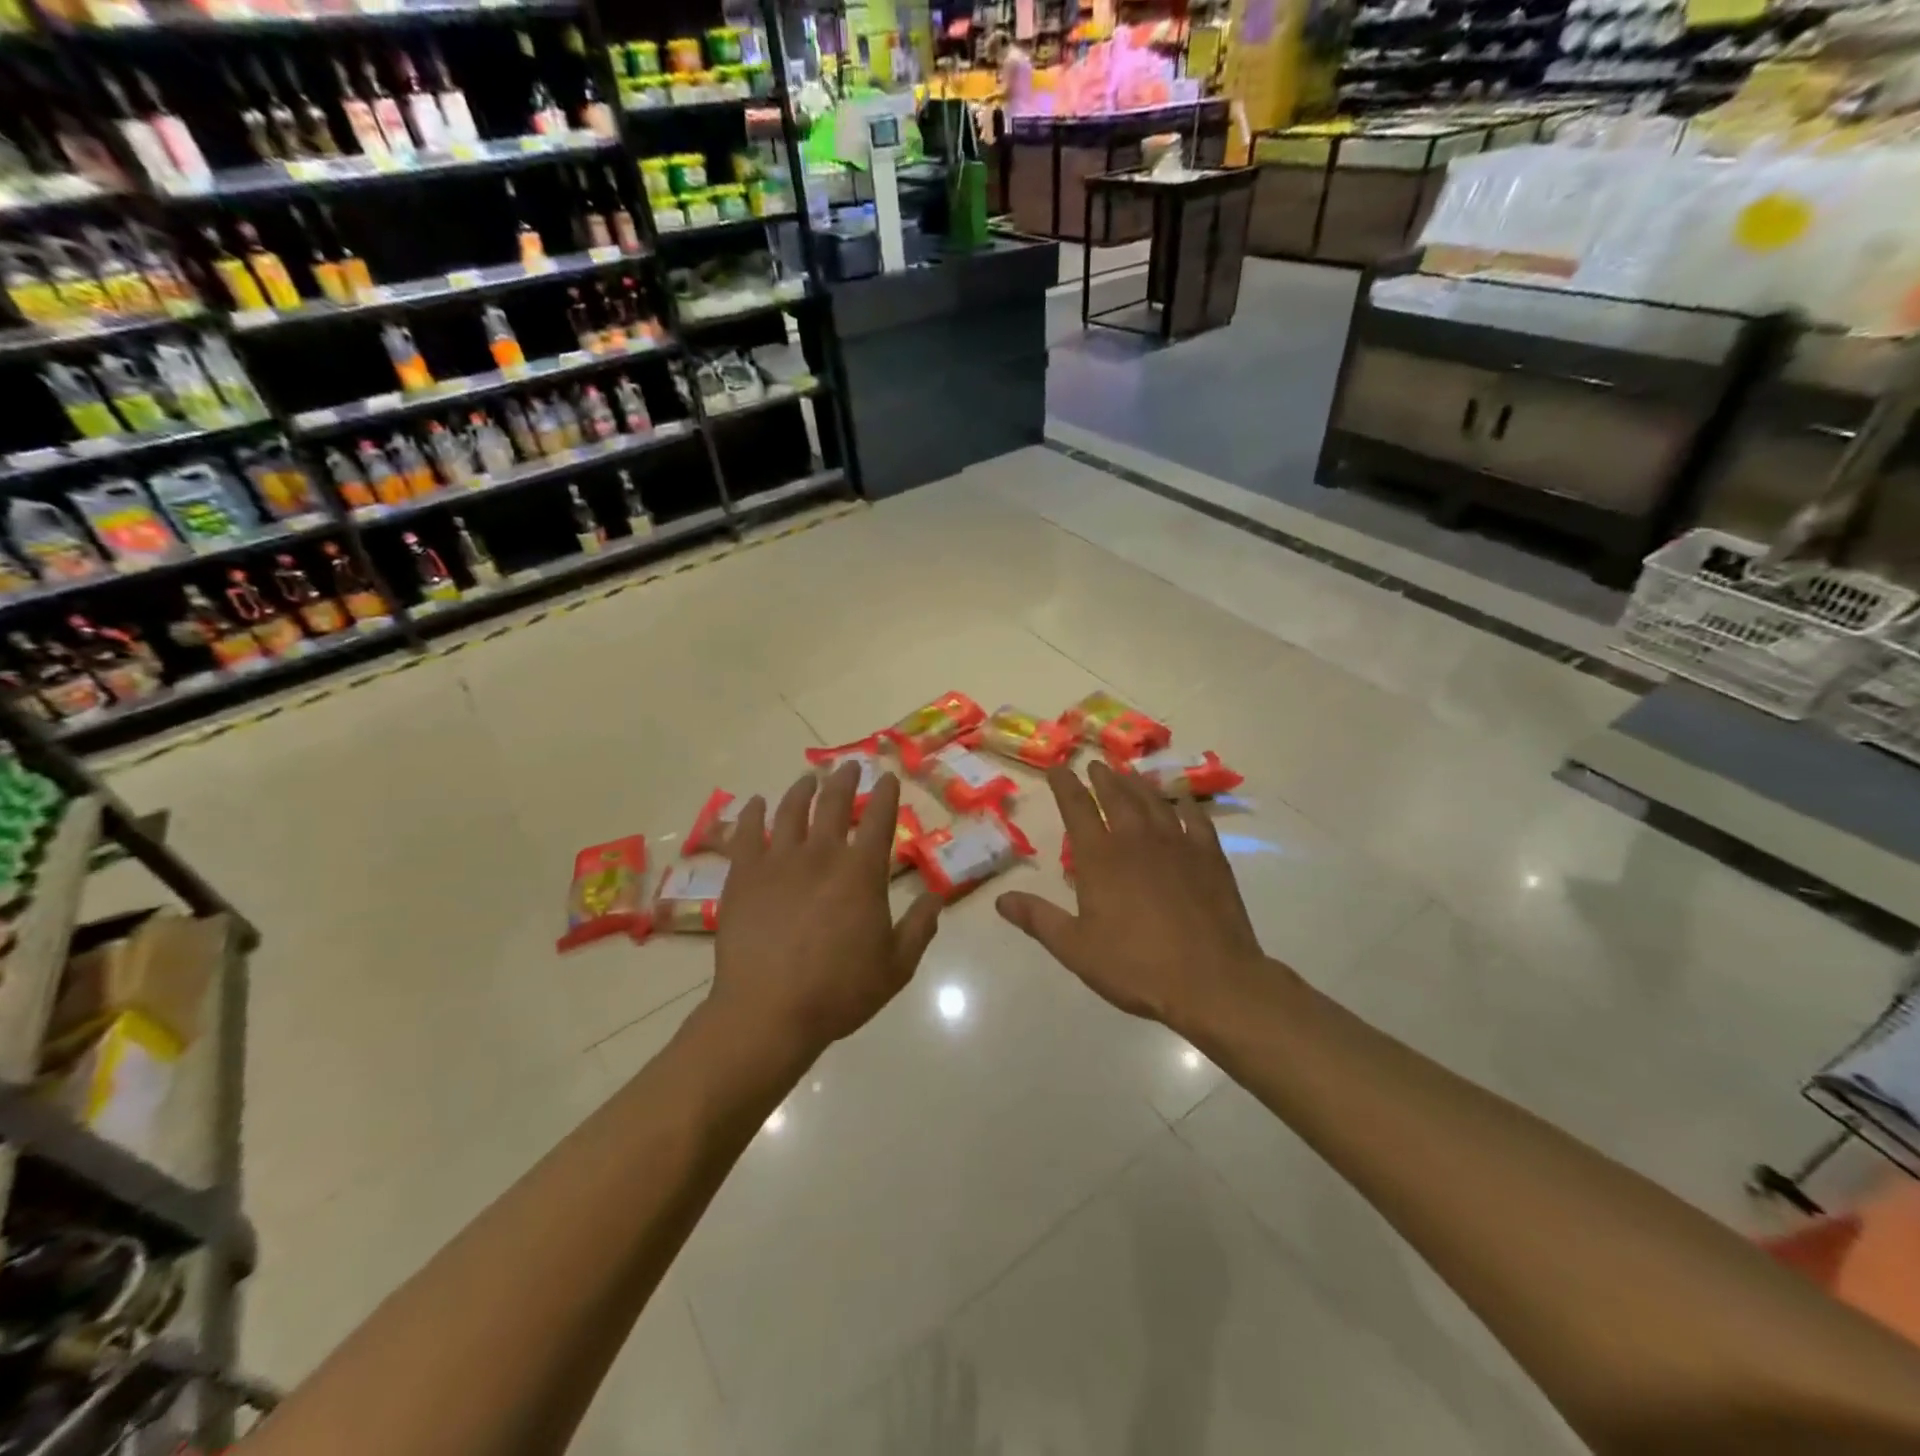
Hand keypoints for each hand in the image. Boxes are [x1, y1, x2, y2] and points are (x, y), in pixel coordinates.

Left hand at [709, 763, 942, 1064]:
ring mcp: (778, 861)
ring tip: (808, 778)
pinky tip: (756, 802)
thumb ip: (920, 927)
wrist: (768, 1011)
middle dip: (845, 780)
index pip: (879, 819)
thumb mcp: (896, 966)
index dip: (886, 794)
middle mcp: (822, 854)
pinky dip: (752, 813)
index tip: (888, 777)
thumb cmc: (839, 991)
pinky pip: (746, 832)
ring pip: (790, 810)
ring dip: (802, 789)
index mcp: (861, 872)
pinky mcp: (743, 875)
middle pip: (833, 803)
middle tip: (849, 767)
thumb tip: (937, 897)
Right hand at [996, 762, 1278, 1035]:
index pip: (1076, 808)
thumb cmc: (1135, 966)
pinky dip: (1185, 805)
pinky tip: (1182, 801)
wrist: (1210, 980)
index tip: (1057, 768)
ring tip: (1129, 773)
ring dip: (1138, 784)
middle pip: (1116, 796)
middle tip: (1095, 764)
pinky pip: (1195, 819)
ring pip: (1153, 801)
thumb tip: (1000, 899)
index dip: (1064, 785)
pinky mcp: (1209, 856)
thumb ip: (1038, 918)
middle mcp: (1136, 839)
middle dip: (1102, 777)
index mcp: (1099, 857)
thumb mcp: (1075, 948)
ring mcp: (1177, 844)